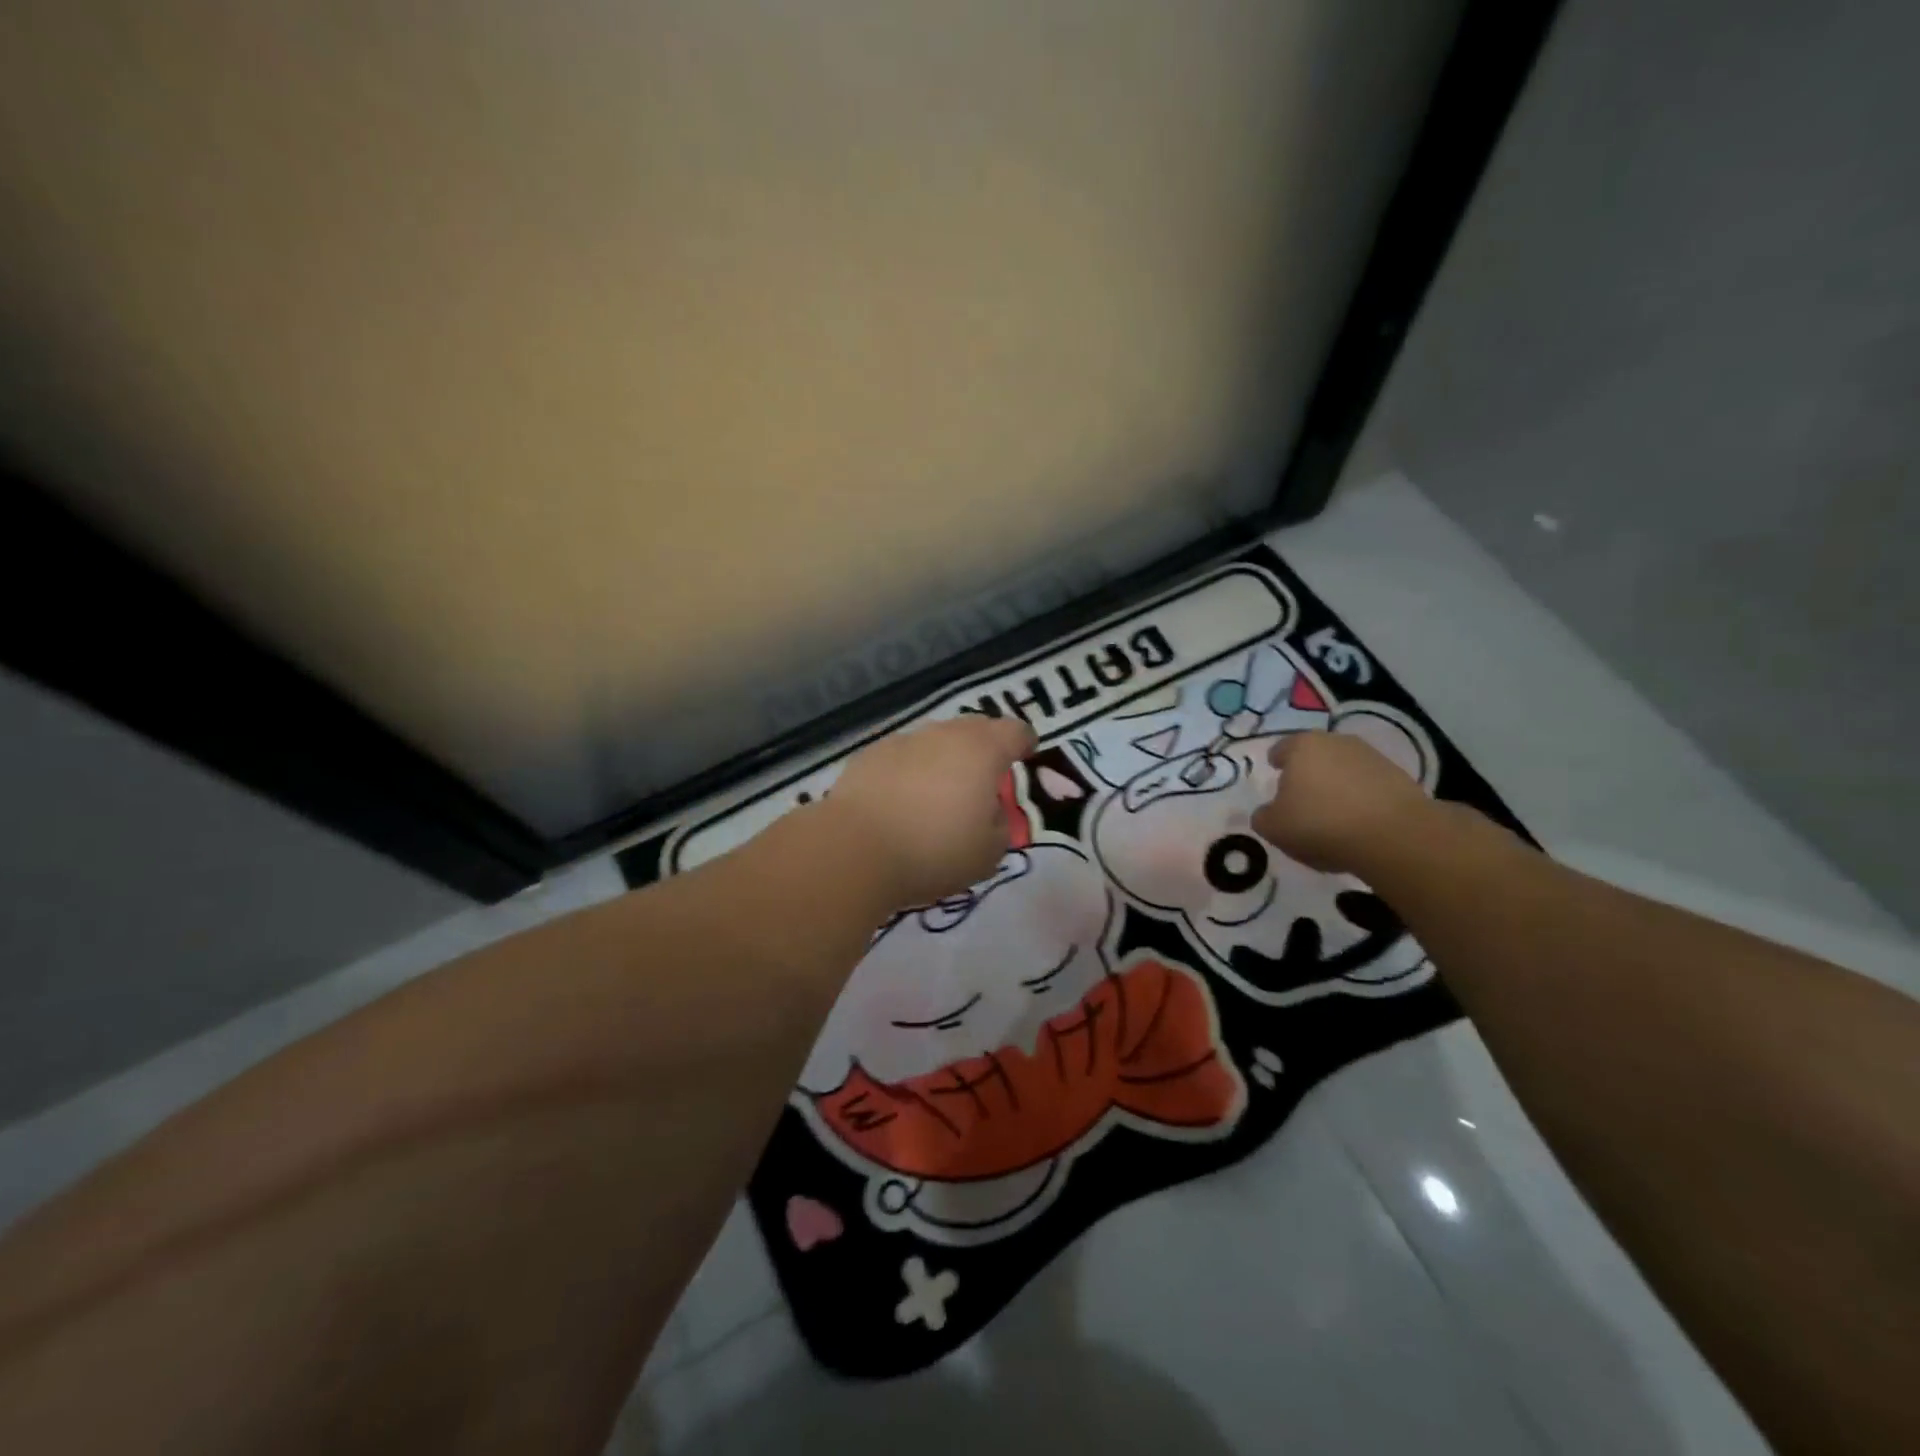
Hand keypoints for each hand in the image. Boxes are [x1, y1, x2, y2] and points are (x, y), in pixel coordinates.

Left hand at [825, 715, 1038, 908]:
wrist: (855, 849)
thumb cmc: (934, 851)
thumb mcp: (988, 853)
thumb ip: (1000, 826)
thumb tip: (989, 812)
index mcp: (983, 751)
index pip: (1016, 731)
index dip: (1025, 743)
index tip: (1025, 756)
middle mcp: (944, 734)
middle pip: (975, 727)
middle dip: (985, 747)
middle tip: (983, 778)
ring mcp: (903, 740)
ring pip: (935, 739)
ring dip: (944, 758)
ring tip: (938, 793)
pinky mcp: (869, 755)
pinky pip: (902, 756)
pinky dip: (909, 770)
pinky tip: (901, 800)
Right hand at [1251, 731, 1436, 874]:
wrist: (1394, 836)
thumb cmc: (1321, 823)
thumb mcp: (1273, 828)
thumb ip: (1262, 816)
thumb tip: (1268, 812)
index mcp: (1301, 746)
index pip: (1280, 749)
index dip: (1276, 764)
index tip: (1276, 781)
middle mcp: (1336, 742)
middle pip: (1314, 757)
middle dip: (1307, 774)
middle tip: (1301, 801)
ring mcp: (1371, 757)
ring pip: (1343, 770)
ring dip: (1336, 787)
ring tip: (1332, 817)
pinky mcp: (1399, 777)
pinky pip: (1368, 786)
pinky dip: (1361, 800)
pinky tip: (1358, 825)